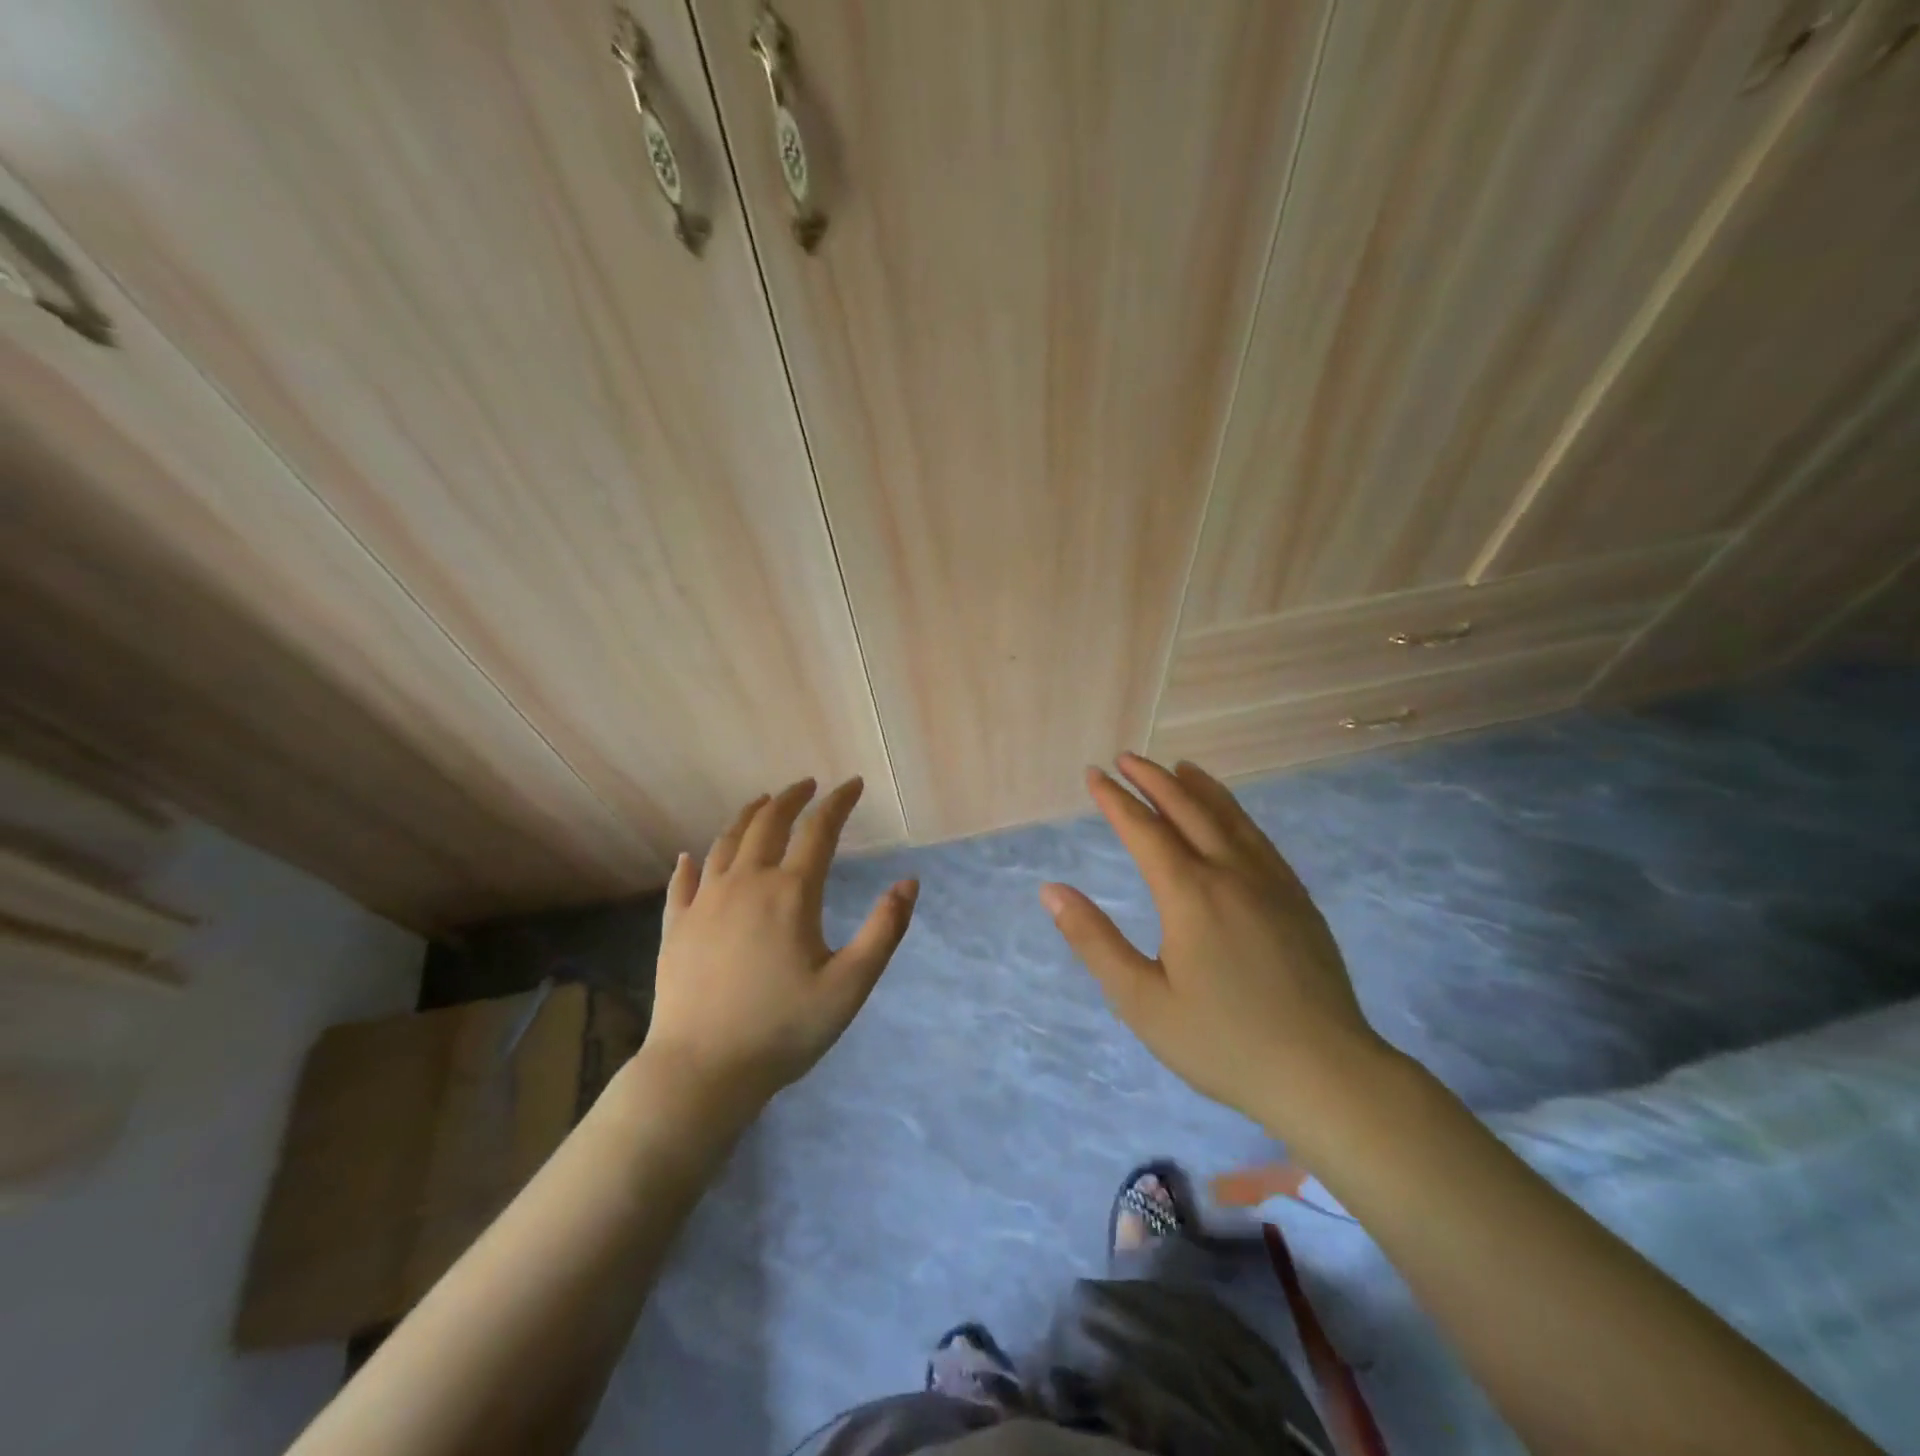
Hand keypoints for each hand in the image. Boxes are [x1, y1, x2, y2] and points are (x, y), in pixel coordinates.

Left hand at [644, 777, 917, 1111]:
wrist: (701, 1071)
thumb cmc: (783, 1030)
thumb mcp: (849, 986)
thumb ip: (883, 931)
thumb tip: (908, 882)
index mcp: (790, 893)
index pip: (819, 830)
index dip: (838, 802)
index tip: (852, 784)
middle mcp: (745, 883)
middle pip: (768, 823)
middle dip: (791, 798)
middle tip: (807, 785)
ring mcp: (705, 903)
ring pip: (726, 843)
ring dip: (748, 816)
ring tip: (762, 803)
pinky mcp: (677, 927)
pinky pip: (683, 882)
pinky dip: (692, 862)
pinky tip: (692, 855)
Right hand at [1040, 752, 1388, 1133]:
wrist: (1326, 1074)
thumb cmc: (1223, 1042)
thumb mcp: (1142, 1001)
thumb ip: (1095, 941)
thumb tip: (1052, 891)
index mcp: (1189, 894)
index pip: (1144, 830)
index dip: (1115, 800)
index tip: (1094, 775)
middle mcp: (1230, 873)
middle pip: (1187, 809)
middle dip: (1153, 779)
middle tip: (1126, 758)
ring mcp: (1271, 882)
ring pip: (1228, 817)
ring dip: (1197, 787)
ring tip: (1176, 767)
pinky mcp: (1297, 898)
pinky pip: (1259, 837)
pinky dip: (1235, 812)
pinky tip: (1229, 815)